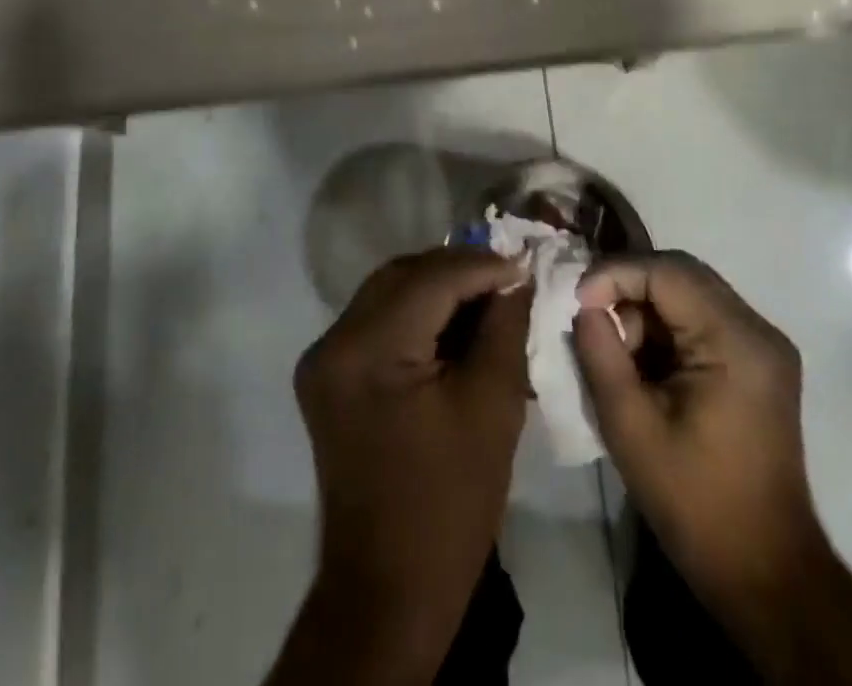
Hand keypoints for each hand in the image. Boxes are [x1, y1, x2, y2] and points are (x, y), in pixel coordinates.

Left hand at [280, 247, 531, 681]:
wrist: (389, 589)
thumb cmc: (449, 503)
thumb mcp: (491, 405)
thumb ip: (504, 327)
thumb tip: (516, 276)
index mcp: (367, 351)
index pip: (431, 279)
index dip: (483, 266)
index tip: (526, 263)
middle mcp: (334, 342)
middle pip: (404, 276)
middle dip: (458, 270)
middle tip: (507, 276)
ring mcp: (325, 358)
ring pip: (389, 292)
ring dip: (438, 287)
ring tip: (488, 295)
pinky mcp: (330, 375)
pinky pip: (378, 320)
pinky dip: (418, 313)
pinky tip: (455, 322)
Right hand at [572, 252, 819, 652]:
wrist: (767, 574)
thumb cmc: (696, 505)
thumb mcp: (631, 429)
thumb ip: (601, 355)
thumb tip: (584, 308)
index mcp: (736, 341)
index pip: (668, 272)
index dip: (615, 273)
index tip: (576, 300)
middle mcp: (758, 329)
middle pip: (682, 274)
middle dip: (629, 287)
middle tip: (591, 317)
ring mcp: (763, 344)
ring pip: (691, 292)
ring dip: (646, 308)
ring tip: (618, 352)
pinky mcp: (759, 362)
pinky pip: (703, 318)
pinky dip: (666, 327)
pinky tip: (645, 363)